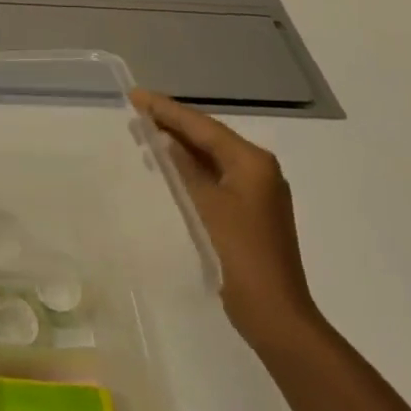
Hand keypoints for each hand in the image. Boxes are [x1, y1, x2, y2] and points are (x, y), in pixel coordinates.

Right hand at [133, 89, 319, 347]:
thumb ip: (183, 167)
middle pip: (208, 137)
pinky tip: (167, 165)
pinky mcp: (250, 210)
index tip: (135, 95)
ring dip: (179, 144)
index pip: (202, 126)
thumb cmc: (239, 254)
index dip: (166, 110)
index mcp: (252, 161)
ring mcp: (257, 191)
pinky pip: (214, 175)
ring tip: (143, 131)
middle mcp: (259, 169)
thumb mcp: (205, 205)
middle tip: (135, 110)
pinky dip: (190, 167)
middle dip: (172, 124)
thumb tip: (165, 138)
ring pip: (211, 156)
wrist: (275, 314)